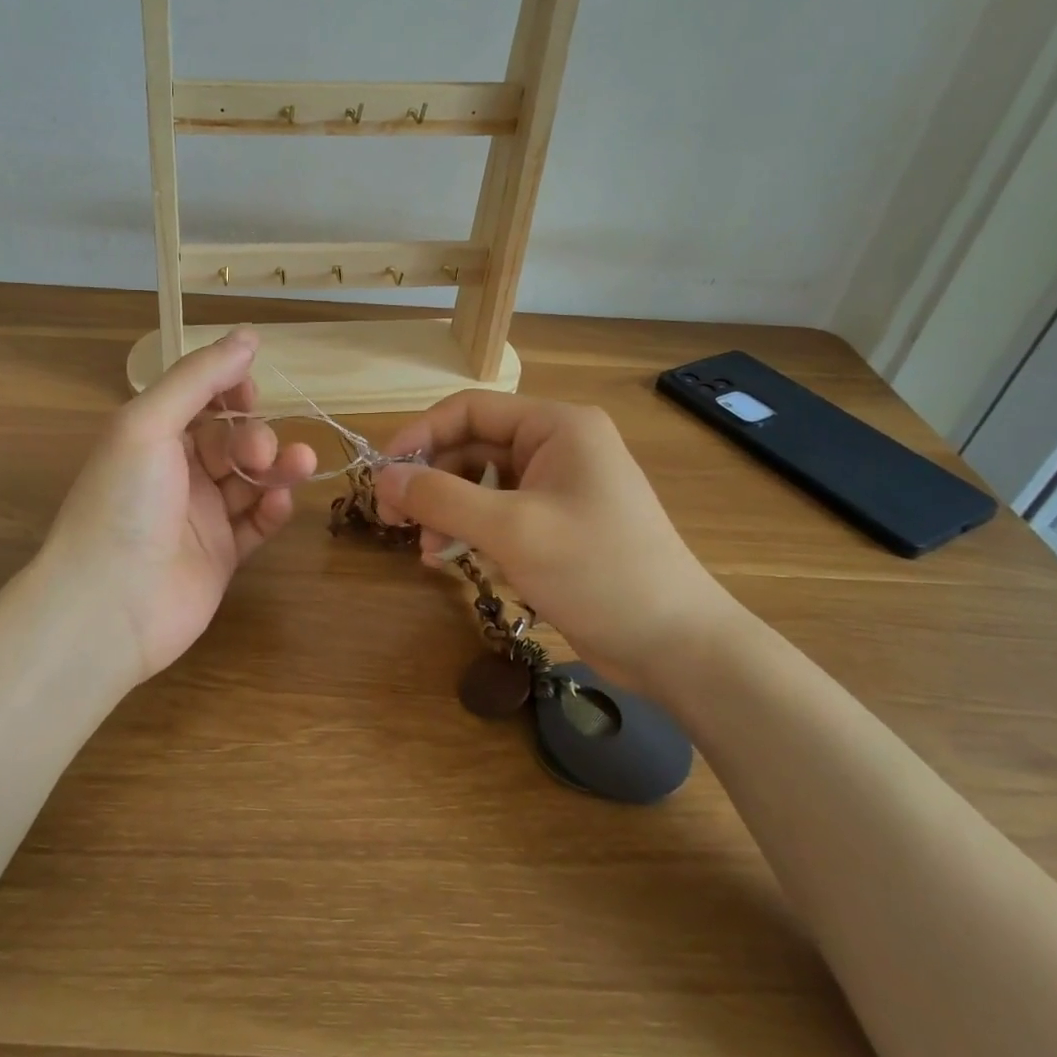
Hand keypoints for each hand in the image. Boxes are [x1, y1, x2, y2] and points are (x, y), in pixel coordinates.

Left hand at [41, 330, 316, 679]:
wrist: (109, 606)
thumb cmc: (124, 502)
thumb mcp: (150, 423)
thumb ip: (199, 378)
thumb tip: (249, 335)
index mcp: (152, 437)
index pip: (201, 401)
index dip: (230, 392)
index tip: (250, 394)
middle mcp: (175, 473)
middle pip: (231, 440)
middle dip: (254, 437)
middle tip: (258, 453)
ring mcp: (199, 517)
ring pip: (250, 481)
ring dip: (277, 468)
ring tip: (299, 465)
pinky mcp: (220, 556)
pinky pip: (255, 525)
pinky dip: (272, 510)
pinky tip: (280, 504)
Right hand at [376, 392, 740, 687]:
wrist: (676, 645)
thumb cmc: (598, 571)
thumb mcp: (512, 530)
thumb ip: (441, 498)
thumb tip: (383, 478)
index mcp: (556, 426)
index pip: (470, 410)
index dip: (419, 435)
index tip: (380, 473)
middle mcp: (556, 445)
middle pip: (471, 447)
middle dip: (430, 481)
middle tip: (393, 519)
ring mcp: (557, 486)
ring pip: (480, 483)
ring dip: (447, 511)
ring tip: (427, 550)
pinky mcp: (556, 523)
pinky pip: (498, 512)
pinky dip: (470, 531)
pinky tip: (450, 559)